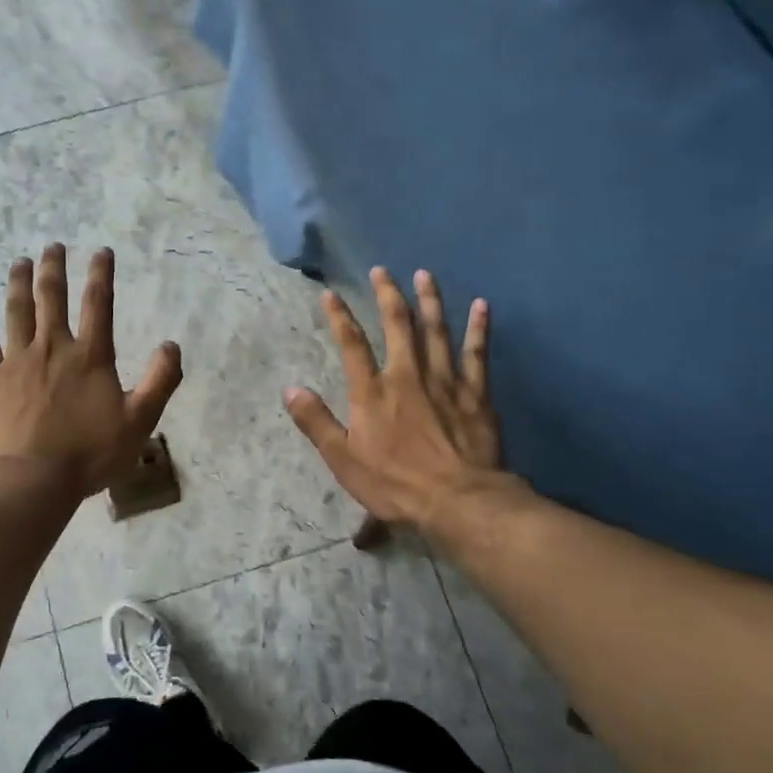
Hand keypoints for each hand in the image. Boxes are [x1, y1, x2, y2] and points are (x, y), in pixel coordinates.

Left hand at [0, 244, 183, 498]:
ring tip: (20, 260)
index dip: (101, 274)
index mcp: (89, 356)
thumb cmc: (89, 453)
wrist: (32, 480)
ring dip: (19, 282)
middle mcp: (52, 347)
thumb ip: (159, 381)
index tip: (101, 251)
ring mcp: (17, 360)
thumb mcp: (139, 421)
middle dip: (55, 268)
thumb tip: (172, 345)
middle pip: (52, 297)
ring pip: (17, 310)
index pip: (98, 304)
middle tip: (54, 246)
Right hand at [285, 267, 528, 533]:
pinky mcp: (475, 393)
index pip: (352, 344)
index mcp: (372, 392)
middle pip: (397, 325)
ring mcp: (444, 380)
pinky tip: (482, 305)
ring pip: (436, 330)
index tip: (331, 294)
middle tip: (382, 270)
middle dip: (387, 295)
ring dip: (429, 300)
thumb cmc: (395, 483)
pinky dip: (479, 328)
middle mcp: (406, 375)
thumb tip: (290, 389)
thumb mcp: (343, 459)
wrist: (458, 501)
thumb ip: (316, 422)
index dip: (340, 317)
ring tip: (424, 274)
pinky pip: (477, 353)